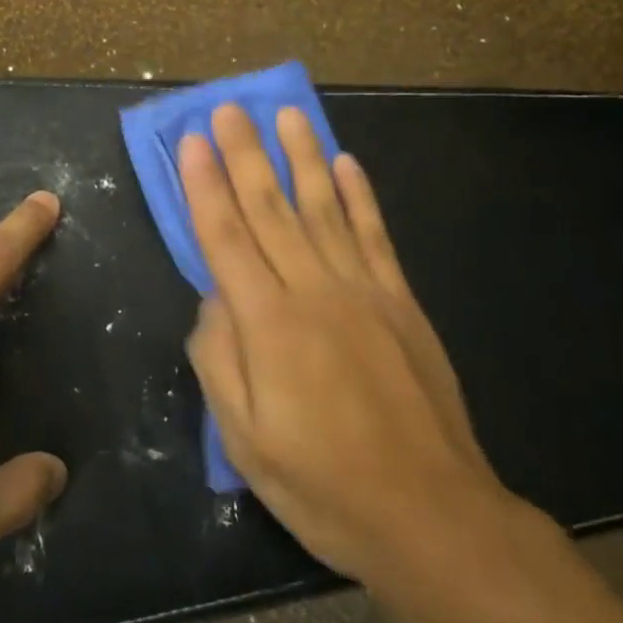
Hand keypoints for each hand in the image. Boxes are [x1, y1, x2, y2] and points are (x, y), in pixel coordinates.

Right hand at [179, 105, 538, 615]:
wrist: (430, 515)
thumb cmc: (323, 486)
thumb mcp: (244, 441)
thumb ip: (219, 359)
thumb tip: (213, 297)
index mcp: (268, 325)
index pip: (225, 237)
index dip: (205, 185)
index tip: (192, 140)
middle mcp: (313, 291)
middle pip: (270, 208)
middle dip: (245, 153)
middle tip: (229, 107)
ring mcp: (363, 291)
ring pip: (324, 207)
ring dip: (304, 156)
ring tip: (288, 114)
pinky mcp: (401, 302)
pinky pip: (375, 236)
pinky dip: (360, 195)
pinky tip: (347, 162)